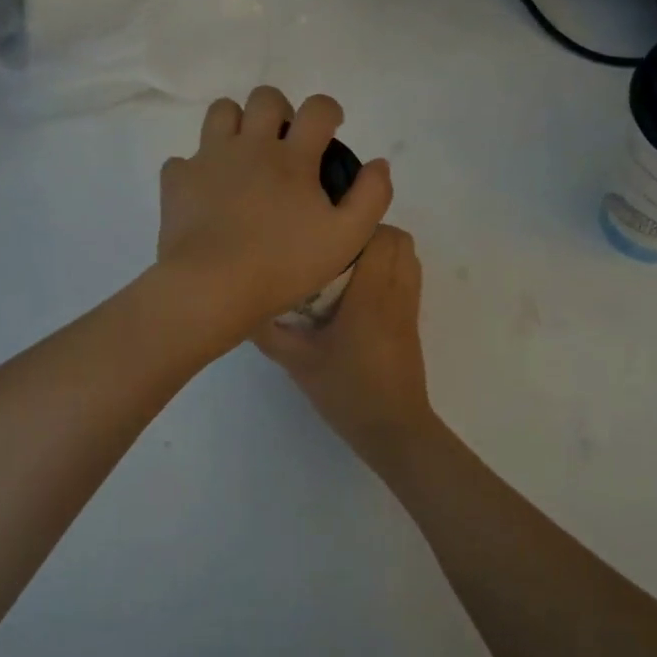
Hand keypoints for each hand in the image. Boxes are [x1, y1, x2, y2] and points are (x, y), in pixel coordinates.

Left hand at [156, 87, 391, 348]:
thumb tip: (379, 163)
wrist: (212, 286)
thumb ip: (371, 196)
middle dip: (279, 110)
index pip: (317, 109)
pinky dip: (196, 170)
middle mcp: (250, 145)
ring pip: (221, 112)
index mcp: (293, 157)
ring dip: (236, 124)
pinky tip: (205, 193)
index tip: (331, 127)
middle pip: (264, 98)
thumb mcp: (346, 238)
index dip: (328, 110)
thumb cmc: (283, 264)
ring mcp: (209, 159)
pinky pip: (183, 160)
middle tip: (284, 141)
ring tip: (243, 155)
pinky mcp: (177, 181)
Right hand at [251, 224, 436, 467]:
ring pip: (408, 255)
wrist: (393, 428)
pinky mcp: (412, 320)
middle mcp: (395, 291)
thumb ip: (269, 333)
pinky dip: (390, 269)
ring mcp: (408, 306)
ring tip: (346, 266)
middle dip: (367, 234)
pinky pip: (409, 276)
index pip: (377, 236)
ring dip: (381, 250)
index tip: (322, 235)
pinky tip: (359, 292)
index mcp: (370, 295)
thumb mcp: (298, 362)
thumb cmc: (347, 392)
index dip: (352, 227)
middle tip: (331, 250)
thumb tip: (243, 307)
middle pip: (398, 238)